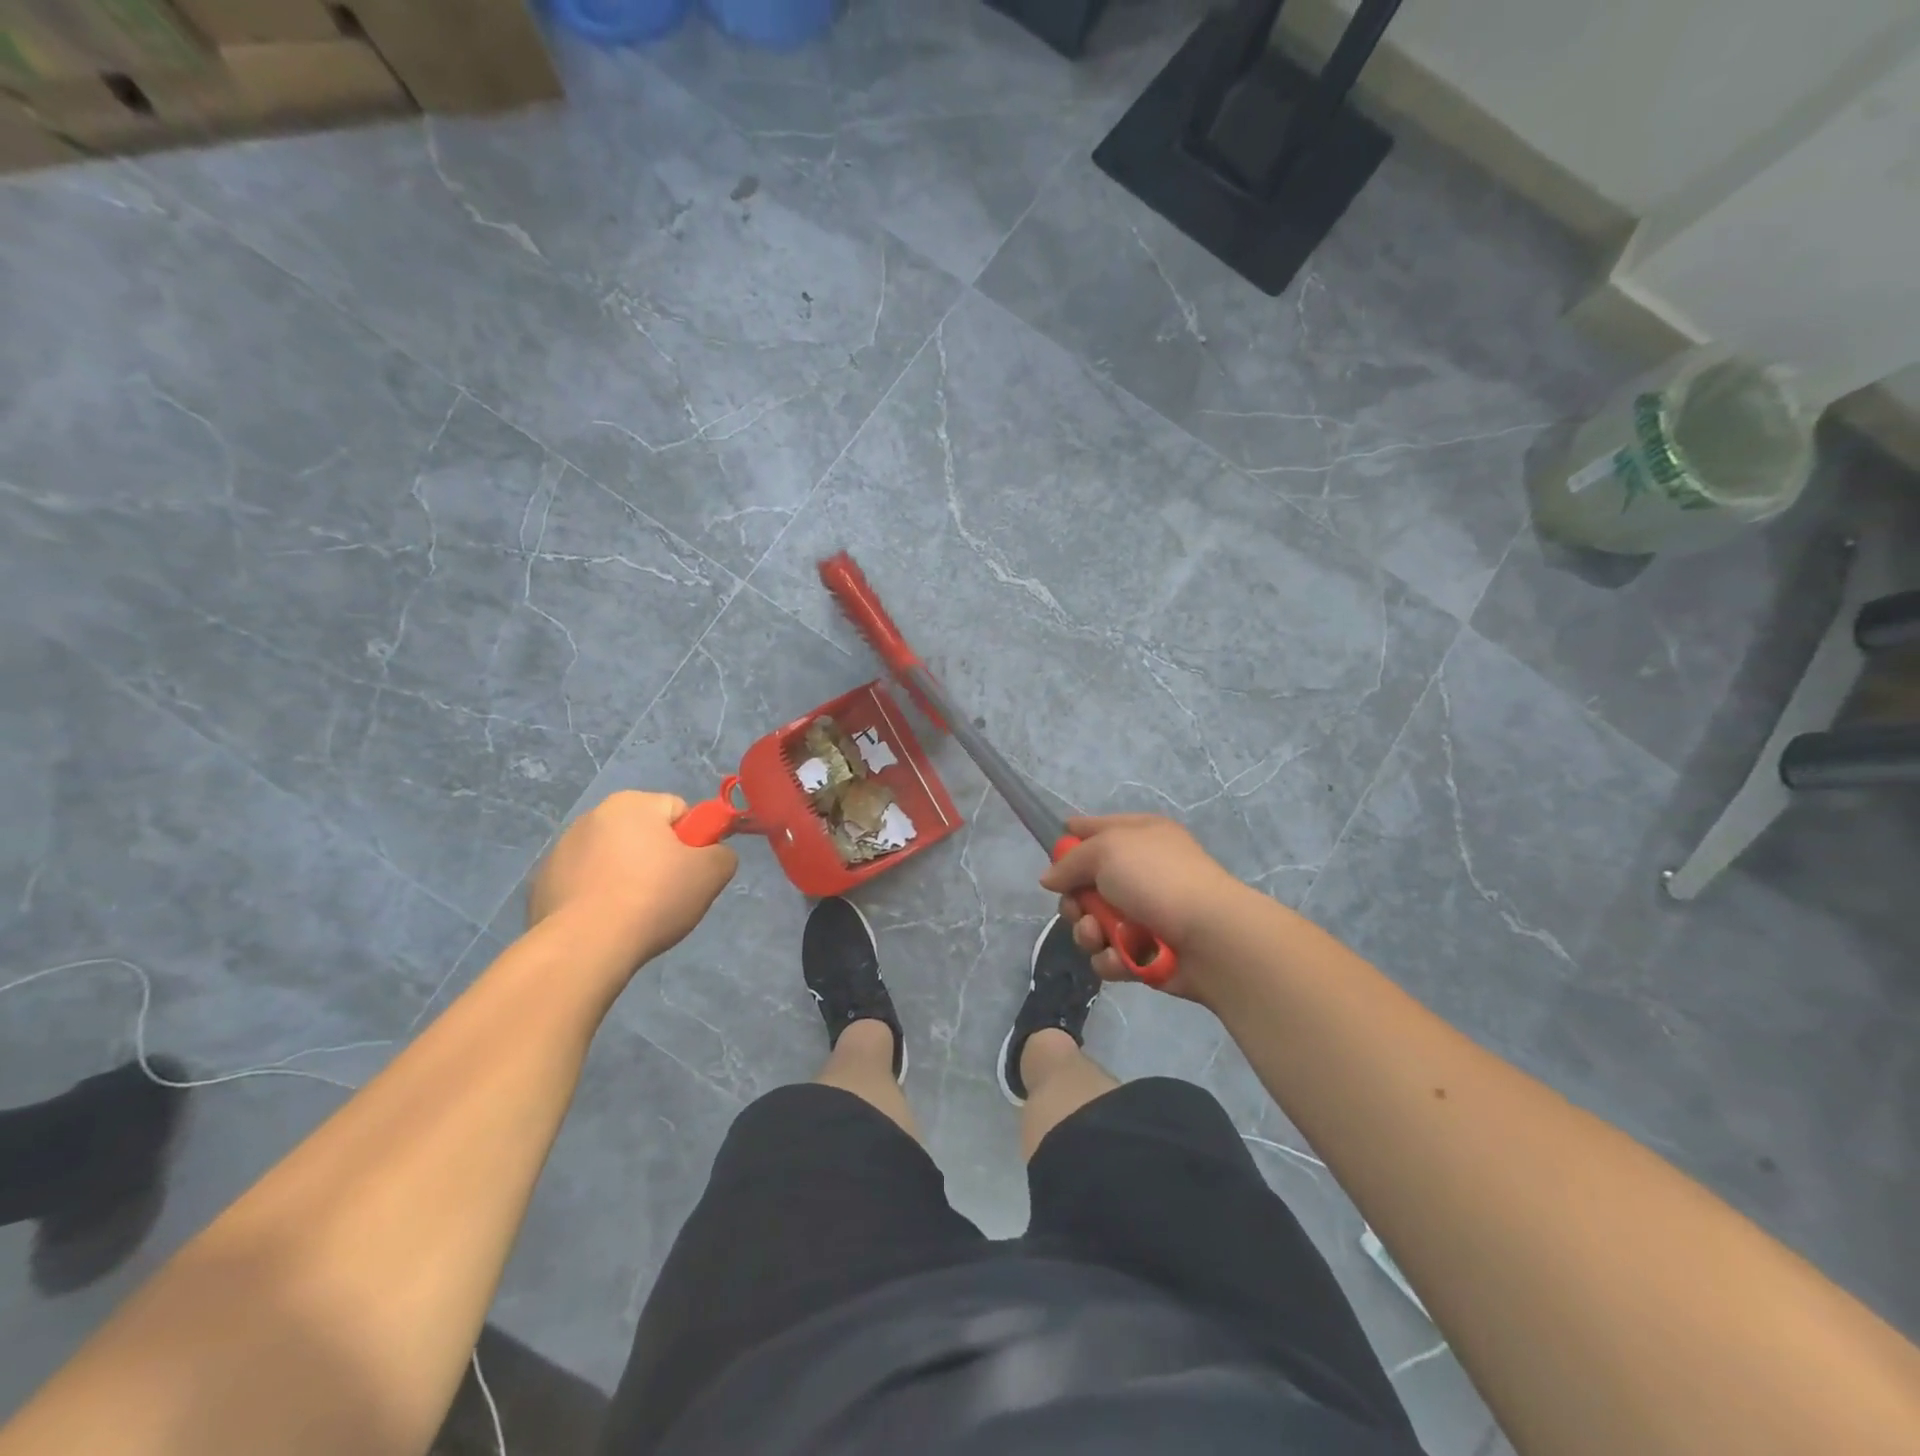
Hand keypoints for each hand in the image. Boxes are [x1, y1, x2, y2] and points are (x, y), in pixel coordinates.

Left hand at [529, 791, 736, 966]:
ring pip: (613, 858)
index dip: (693, 842)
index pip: (679, 811)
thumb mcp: (712, 873)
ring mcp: (561, 849)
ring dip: (626, 877)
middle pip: (644, 833)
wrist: (584, 946)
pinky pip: (584, 883)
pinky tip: (605, 923)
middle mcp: (593, 815)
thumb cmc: (653, 898)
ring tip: (634, 915)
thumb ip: (723, 854)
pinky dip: (597, 897)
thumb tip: (712, 855)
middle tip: (667, 896)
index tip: (691, 873)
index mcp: (633, 803)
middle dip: (658, 859)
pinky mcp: (542, 882)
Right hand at [1039, 814, 1252, 1000]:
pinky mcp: (1146, 952)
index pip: (1095, 828)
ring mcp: (1144, 913)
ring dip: (1089, 933)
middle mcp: (1141, 871)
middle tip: (1080, 909)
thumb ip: (1070, 861)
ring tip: (1100, 937)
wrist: (1210, 937)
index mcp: (1139, 835)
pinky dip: (1110, 958)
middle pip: (1085, 884)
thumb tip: (1050, 878)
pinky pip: (1110, 954)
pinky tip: (1120, 957)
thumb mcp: (1106, 850)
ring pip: (1093, 924)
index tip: (1054, 857)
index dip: (1071, 841)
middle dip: (1075, 901)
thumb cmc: (1157, 879)